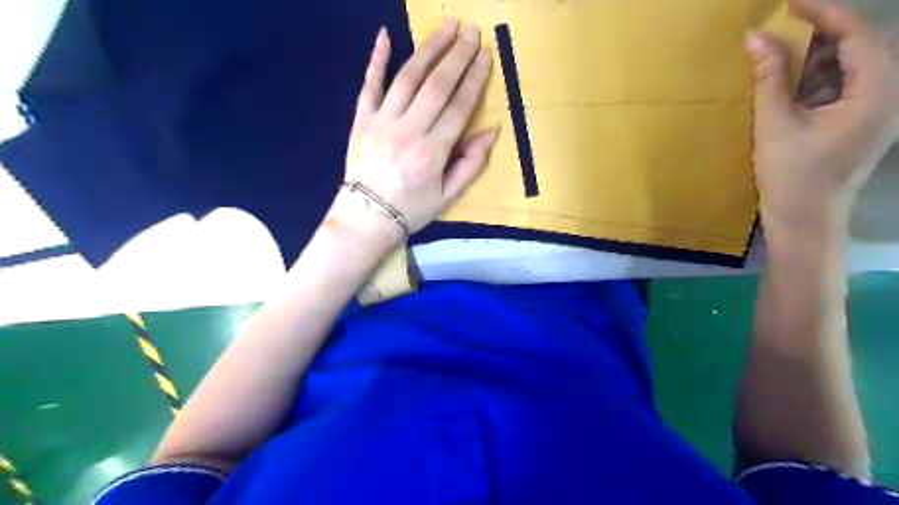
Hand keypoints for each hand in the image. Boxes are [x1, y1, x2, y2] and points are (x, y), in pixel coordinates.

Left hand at [330, 20, 499, 246]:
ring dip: (429, 49)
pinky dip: (376, 59)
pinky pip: (369, 84)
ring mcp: (381, 122)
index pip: (458, 108)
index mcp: (432, 153)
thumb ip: (471, 164)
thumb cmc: (411, 208)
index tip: (486, 57)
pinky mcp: (361, 119)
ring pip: (408, 78)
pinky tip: (385, 35)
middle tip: (472, 33)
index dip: (474, 80)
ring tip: (446, 28)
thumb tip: (491, 131)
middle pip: (436, 85)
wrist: (367, 217)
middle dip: (457, 56)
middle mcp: (408, 131)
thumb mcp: (448, 196)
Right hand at [745, 0, 898, 235]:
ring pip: (847, 66)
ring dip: (813, 57)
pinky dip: (813, 79)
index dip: (823, 12)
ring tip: (777, 53)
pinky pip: (840, 86)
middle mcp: (887, 93)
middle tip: (780, 26)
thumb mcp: (775, 125)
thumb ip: (769, 78)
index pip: (856, 34)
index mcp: (878, 91)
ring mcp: (875, 108)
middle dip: (819, 33)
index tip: (788, 2)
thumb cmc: (792, 177)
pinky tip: (787, 83)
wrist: (805, 221)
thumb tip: (755, 37)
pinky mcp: (857, 120)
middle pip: (857, 46)